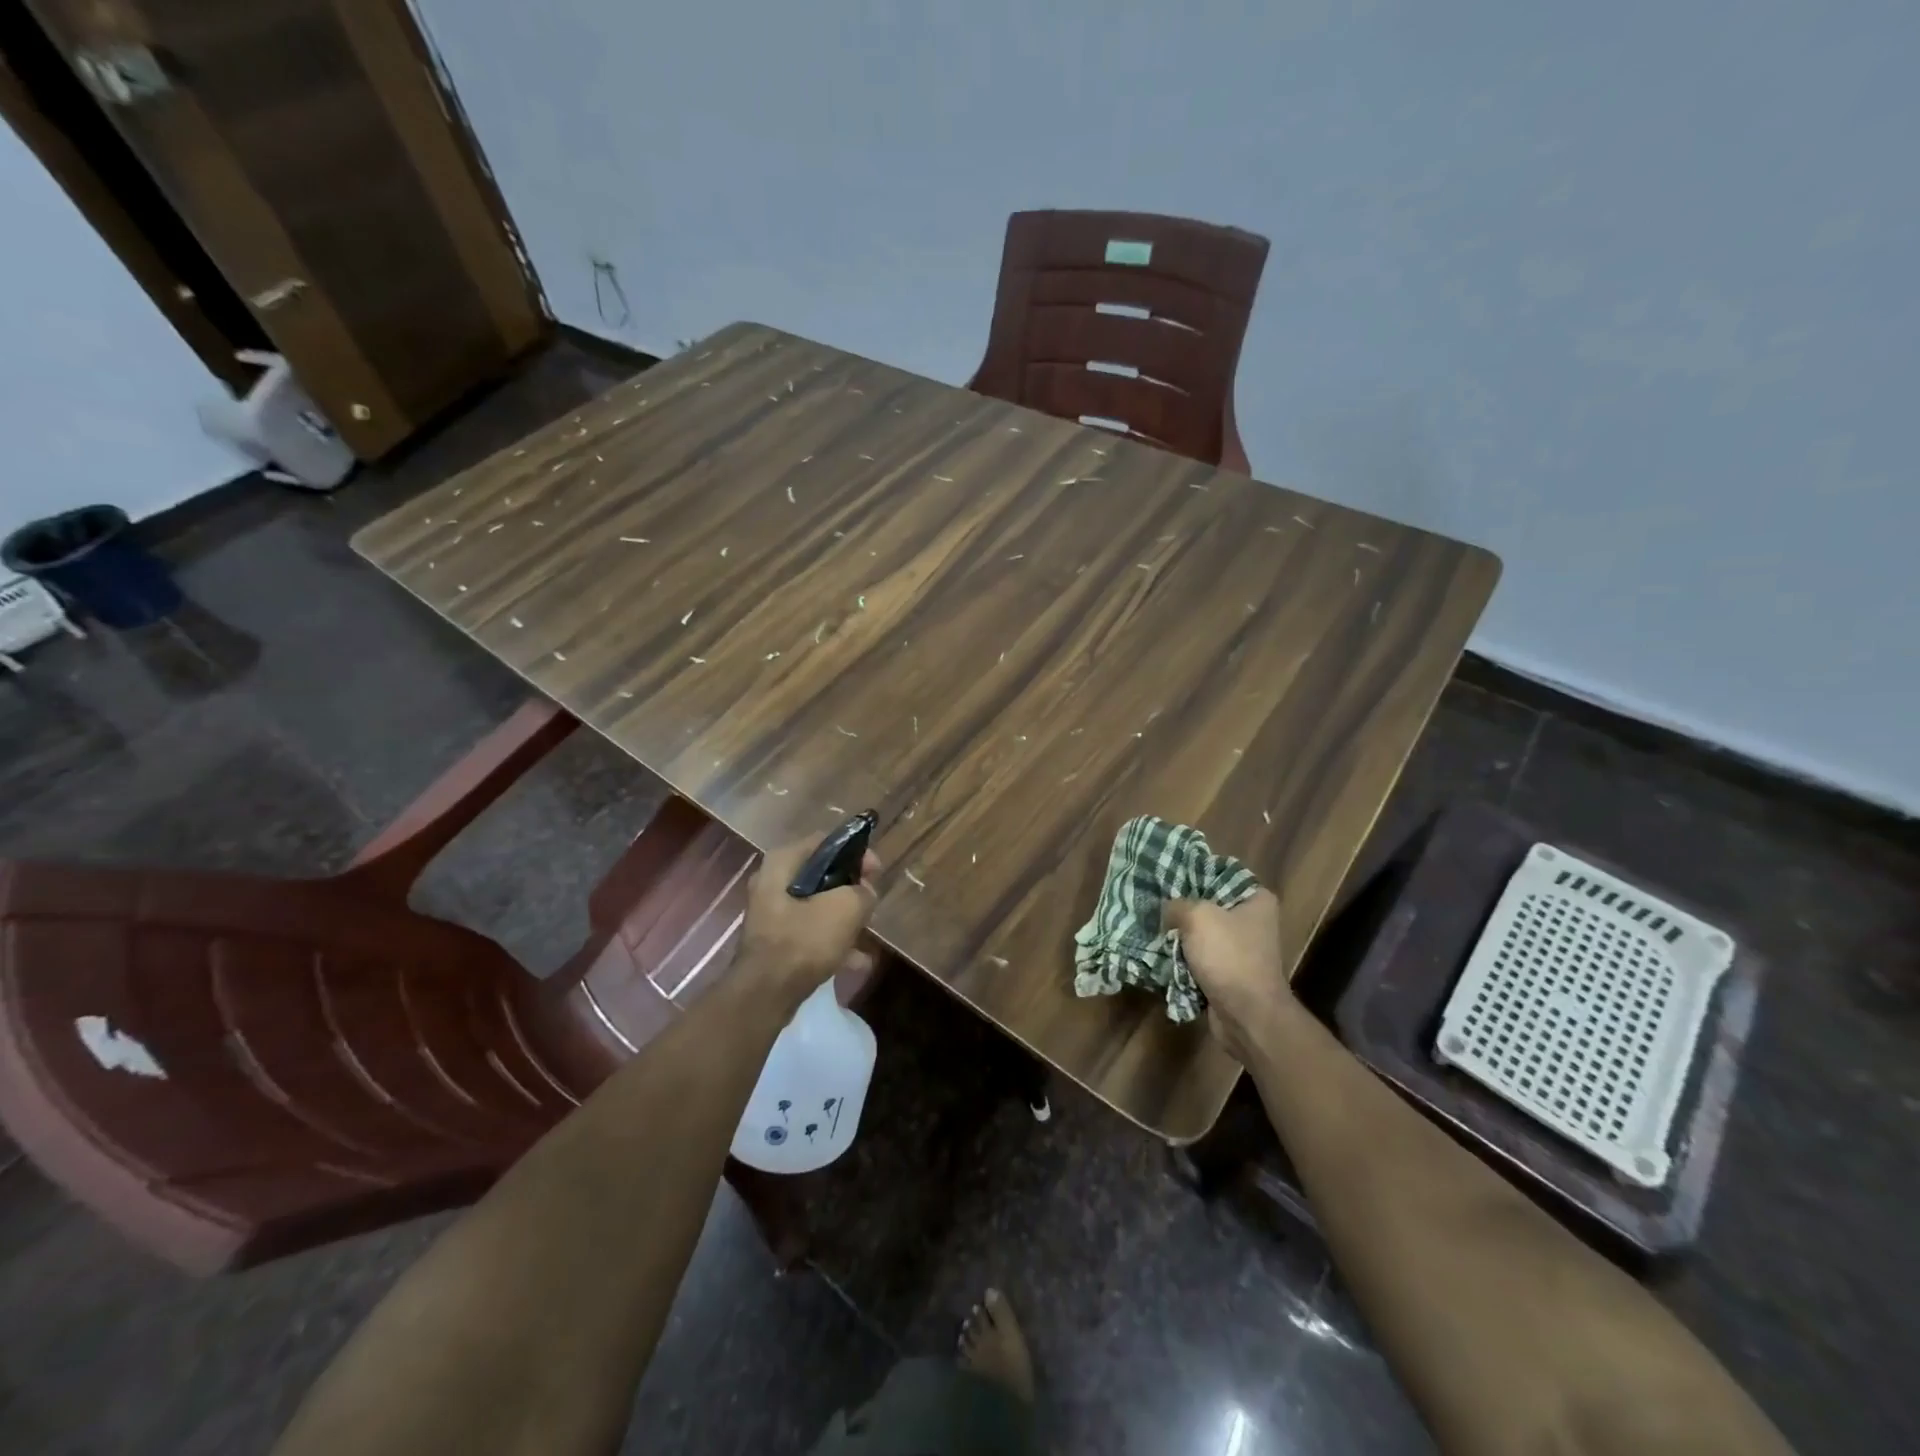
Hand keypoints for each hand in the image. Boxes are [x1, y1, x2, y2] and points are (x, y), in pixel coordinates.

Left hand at [738, 836, 881, 1006]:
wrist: (765, 995)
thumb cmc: (803, 940)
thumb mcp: (846, 908)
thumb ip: (863, 892)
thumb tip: (865, 893)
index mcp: (782, 862)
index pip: (826, 842)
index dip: (856, 853)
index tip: (876, 872)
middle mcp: (771, 882)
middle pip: (822, 874)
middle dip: (851, 889)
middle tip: (871, 903)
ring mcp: (771, 914)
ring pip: (817, 905)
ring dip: (844, 918)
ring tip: (866, 934)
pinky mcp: (775, 942)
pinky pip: (810, 932)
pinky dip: (832, 942)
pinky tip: (856, 961)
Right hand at [1163, 890, 1292, 1058]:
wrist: (1247, 1016)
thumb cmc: (1229, 957)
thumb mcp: (1197, 917)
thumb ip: (1176, 904)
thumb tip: (1166, 910)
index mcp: (1255, 899)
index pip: (1219, 874)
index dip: (1191, 873)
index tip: (1164, 875)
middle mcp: (1252, 921)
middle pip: (1208, 904)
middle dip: (1180, 907)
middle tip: (1152, 901)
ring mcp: (1241, 949)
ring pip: (1200, 933)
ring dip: (1178, 935)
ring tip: (1150, 926)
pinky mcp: (1229, 973)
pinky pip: (1199, 957)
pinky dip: (1182, 958)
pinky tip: (1159, 952)